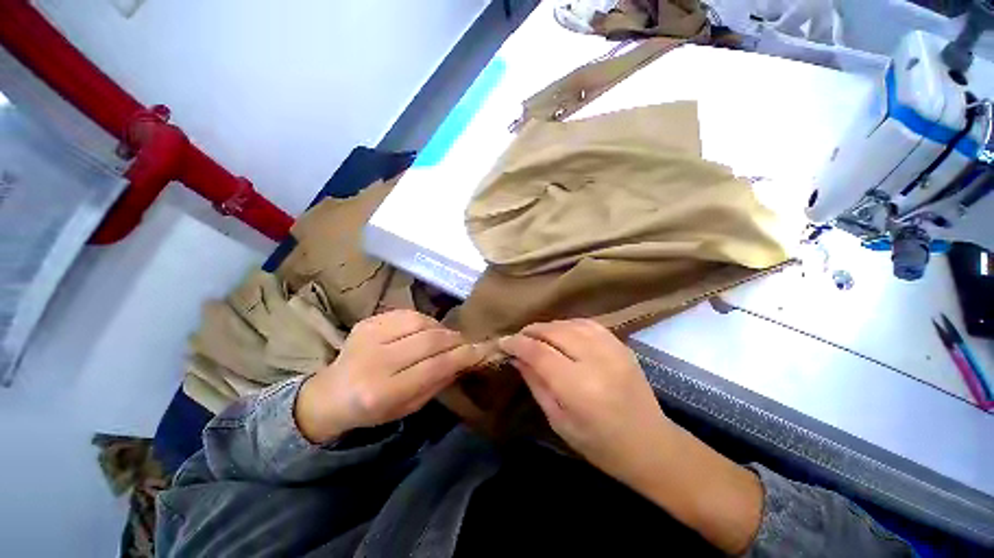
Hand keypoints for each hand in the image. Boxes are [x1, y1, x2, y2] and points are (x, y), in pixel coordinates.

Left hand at [295, 310, 483, 442]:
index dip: (462, 356)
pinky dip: (424, 321)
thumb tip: (464, 359)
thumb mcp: (408, 407)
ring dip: (440, 329)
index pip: (433, 367)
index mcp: (382, 392)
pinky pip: (407, 313)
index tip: (481, 350)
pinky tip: (426, 330)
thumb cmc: (372, 409)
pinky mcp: (367, 321)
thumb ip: (437, 382)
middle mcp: (374, 361)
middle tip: (465, 343)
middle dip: (454, 339)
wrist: (329, 394)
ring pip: (420, 322)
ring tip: (446, 338)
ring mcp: (368, 336)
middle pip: (429, 340)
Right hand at [498, 319, 673, 483]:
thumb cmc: (599, 445)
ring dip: (549, 327)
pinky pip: (588, 324)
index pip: (538, 352)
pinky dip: (569, 324)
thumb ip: (536, 383)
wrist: (651, 446)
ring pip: (570, 323)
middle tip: (518, 339)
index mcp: (577, 387)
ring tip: (536, 335)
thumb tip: (517, 358)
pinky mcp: (622, 345)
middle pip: (554, 332)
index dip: (517, 344)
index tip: (503, 342)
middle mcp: (595, 361)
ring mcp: (612, 349)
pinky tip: (562, 331)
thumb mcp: (558, 420)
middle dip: (531, 331)